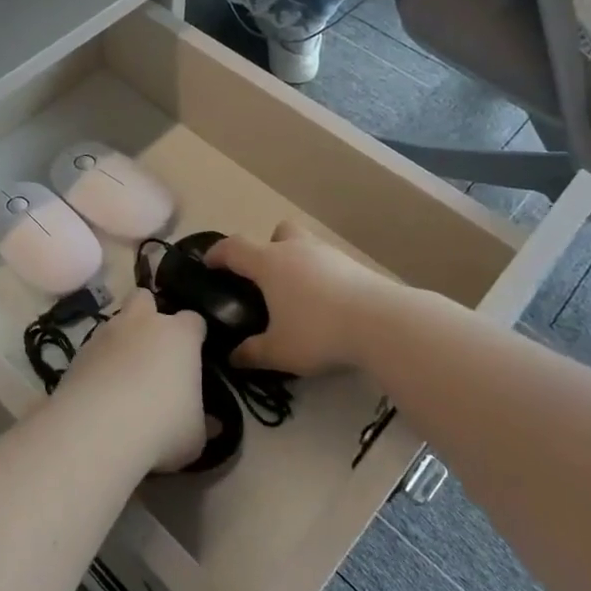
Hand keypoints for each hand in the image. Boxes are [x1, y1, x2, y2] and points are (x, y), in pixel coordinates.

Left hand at [54, 290, 205, 472]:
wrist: (98, 430)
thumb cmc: (162, 427)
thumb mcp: (196, 435)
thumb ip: (204, 422)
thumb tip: (212, 423)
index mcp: (179, 335)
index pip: (193, 320)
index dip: (194, 335)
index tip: (195, 355)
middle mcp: (142, 323)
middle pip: (146, 299)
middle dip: (150, 316)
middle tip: (154, 349)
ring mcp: (106, 333)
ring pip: (116, 322)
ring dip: (122, 340)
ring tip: (124, 375)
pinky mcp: (78, 351)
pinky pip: (94, 348)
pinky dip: (99, 362)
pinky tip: (101, 389)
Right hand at [204, 221, 399, 377]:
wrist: (382, 322)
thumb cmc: (319, 331)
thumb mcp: (280, 351)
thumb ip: (253, 353)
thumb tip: (233, 357)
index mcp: (269, 263)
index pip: (234, 248)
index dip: (218, 253)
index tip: (209, 264)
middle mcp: (295, 250)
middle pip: (276, 233)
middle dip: (267, 249)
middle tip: (266, 278)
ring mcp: (328, 254)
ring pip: (304, 245)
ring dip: (296, 262)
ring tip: (298, 296)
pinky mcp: (354, 265)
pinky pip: (328, 263)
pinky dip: (321, 276)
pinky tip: (327, 304)